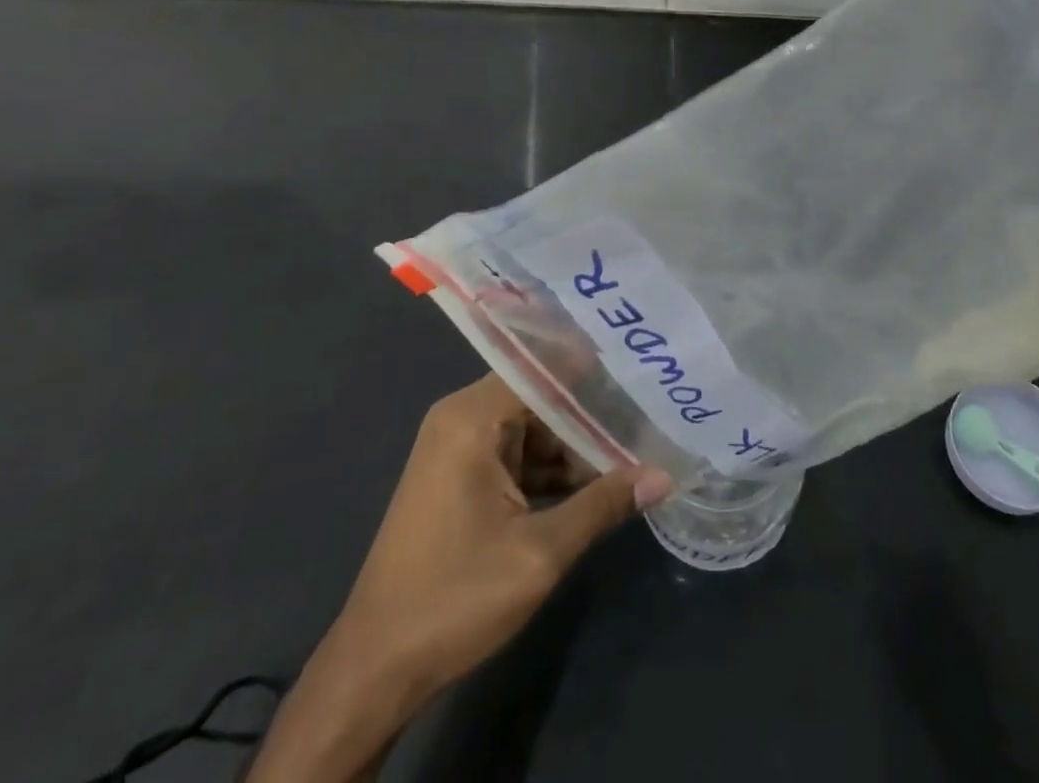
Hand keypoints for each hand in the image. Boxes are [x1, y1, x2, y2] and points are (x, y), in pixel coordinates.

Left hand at [250, 376, 670, 781]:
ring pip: (533, 429)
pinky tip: (597, 482)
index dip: (593, 367)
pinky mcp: (460, 478)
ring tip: (636, 446)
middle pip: (541, 397)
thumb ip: (603, 504)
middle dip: (592, 411)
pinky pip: (517, 455)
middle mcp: (462, 420)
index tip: (641, 367)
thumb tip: (664, 476)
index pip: (544, 368)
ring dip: (576, 446)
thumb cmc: (454, 598)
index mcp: (472, 418)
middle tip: (649, 411)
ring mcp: (458, 450)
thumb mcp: (540, 552)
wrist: (374, 670)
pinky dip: (552, 469)